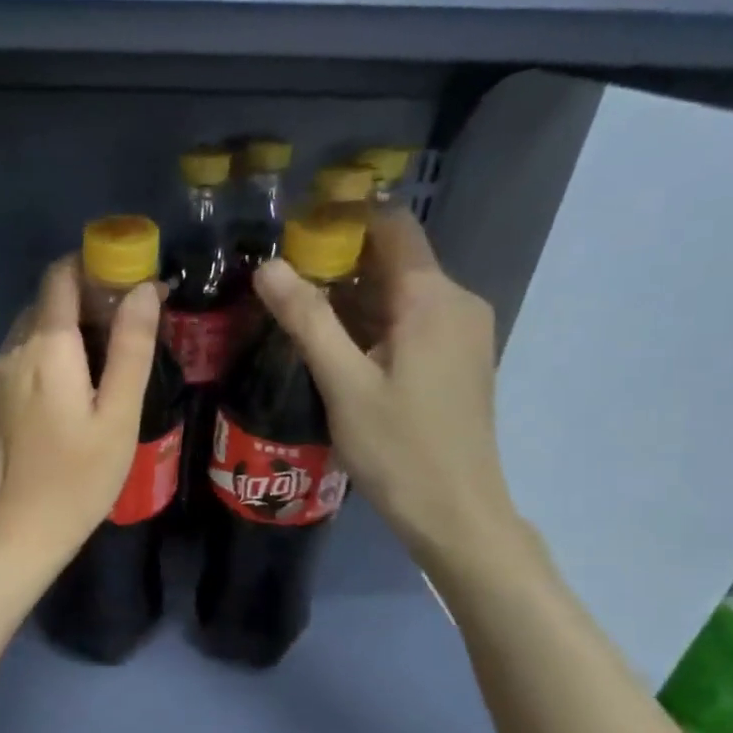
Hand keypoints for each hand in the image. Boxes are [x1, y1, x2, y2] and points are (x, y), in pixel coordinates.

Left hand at [0, 257, 160, 572]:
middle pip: (47, 301)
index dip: (94, 265)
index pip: (61, 276)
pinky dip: (47, 354)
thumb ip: (131, 347)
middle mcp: (12, 350)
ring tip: (103, 360)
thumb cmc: (81, 477)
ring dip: (66, 328)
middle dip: (86, 299)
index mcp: (46, 348)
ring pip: (31, 328)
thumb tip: (143, 289)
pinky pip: (20, 356)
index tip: (128, 280)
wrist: (23, 530)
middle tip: (127, 326)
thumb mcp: (119, 415)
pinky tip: (70, 388)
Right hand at [253, 209, 525, 572]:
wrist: (455, 511)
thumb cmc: (397, 448)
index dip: (344, 221)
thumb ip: (307, 320)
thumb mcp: (343, 384)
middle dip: (341, 265)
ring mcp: (465, 333)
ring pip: (403, 294)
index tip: (295, 237)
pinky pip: (415, 323)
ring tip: (302, 321)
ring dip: (355, 300)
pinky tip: (342, 354)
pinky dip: (377, 325)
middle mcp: (457, 302)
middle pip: (396, 260)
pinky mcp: (461, 360)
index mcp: (431, 298)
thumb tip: (268, 266)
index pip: (391, 226)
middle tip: (285, 288)